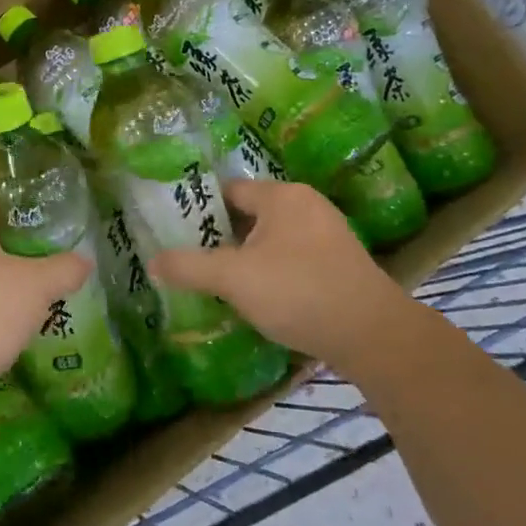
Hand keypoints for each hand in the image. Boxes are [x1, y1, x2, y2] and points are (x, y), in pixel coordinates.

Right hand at [149, 179, 413, 361]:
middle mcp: (306, 204)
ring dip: (246, 256)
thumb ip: (189, 267)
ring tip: (218, 280)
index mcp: (281, 196)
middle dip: (221, 236)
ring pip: (271, 238)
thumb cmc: (298, 291)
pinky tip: (259, 296)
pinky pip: (292, 257)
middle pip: (249, 214)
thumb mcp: (233, 278)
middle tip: (191, 258)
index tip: (174, 230)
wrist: (374, 335)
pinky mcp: (339, 262)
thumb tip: (152, 262)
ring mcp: (328, 233)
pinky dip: (271, 270)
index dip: (199, 209)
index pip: (228, 190)